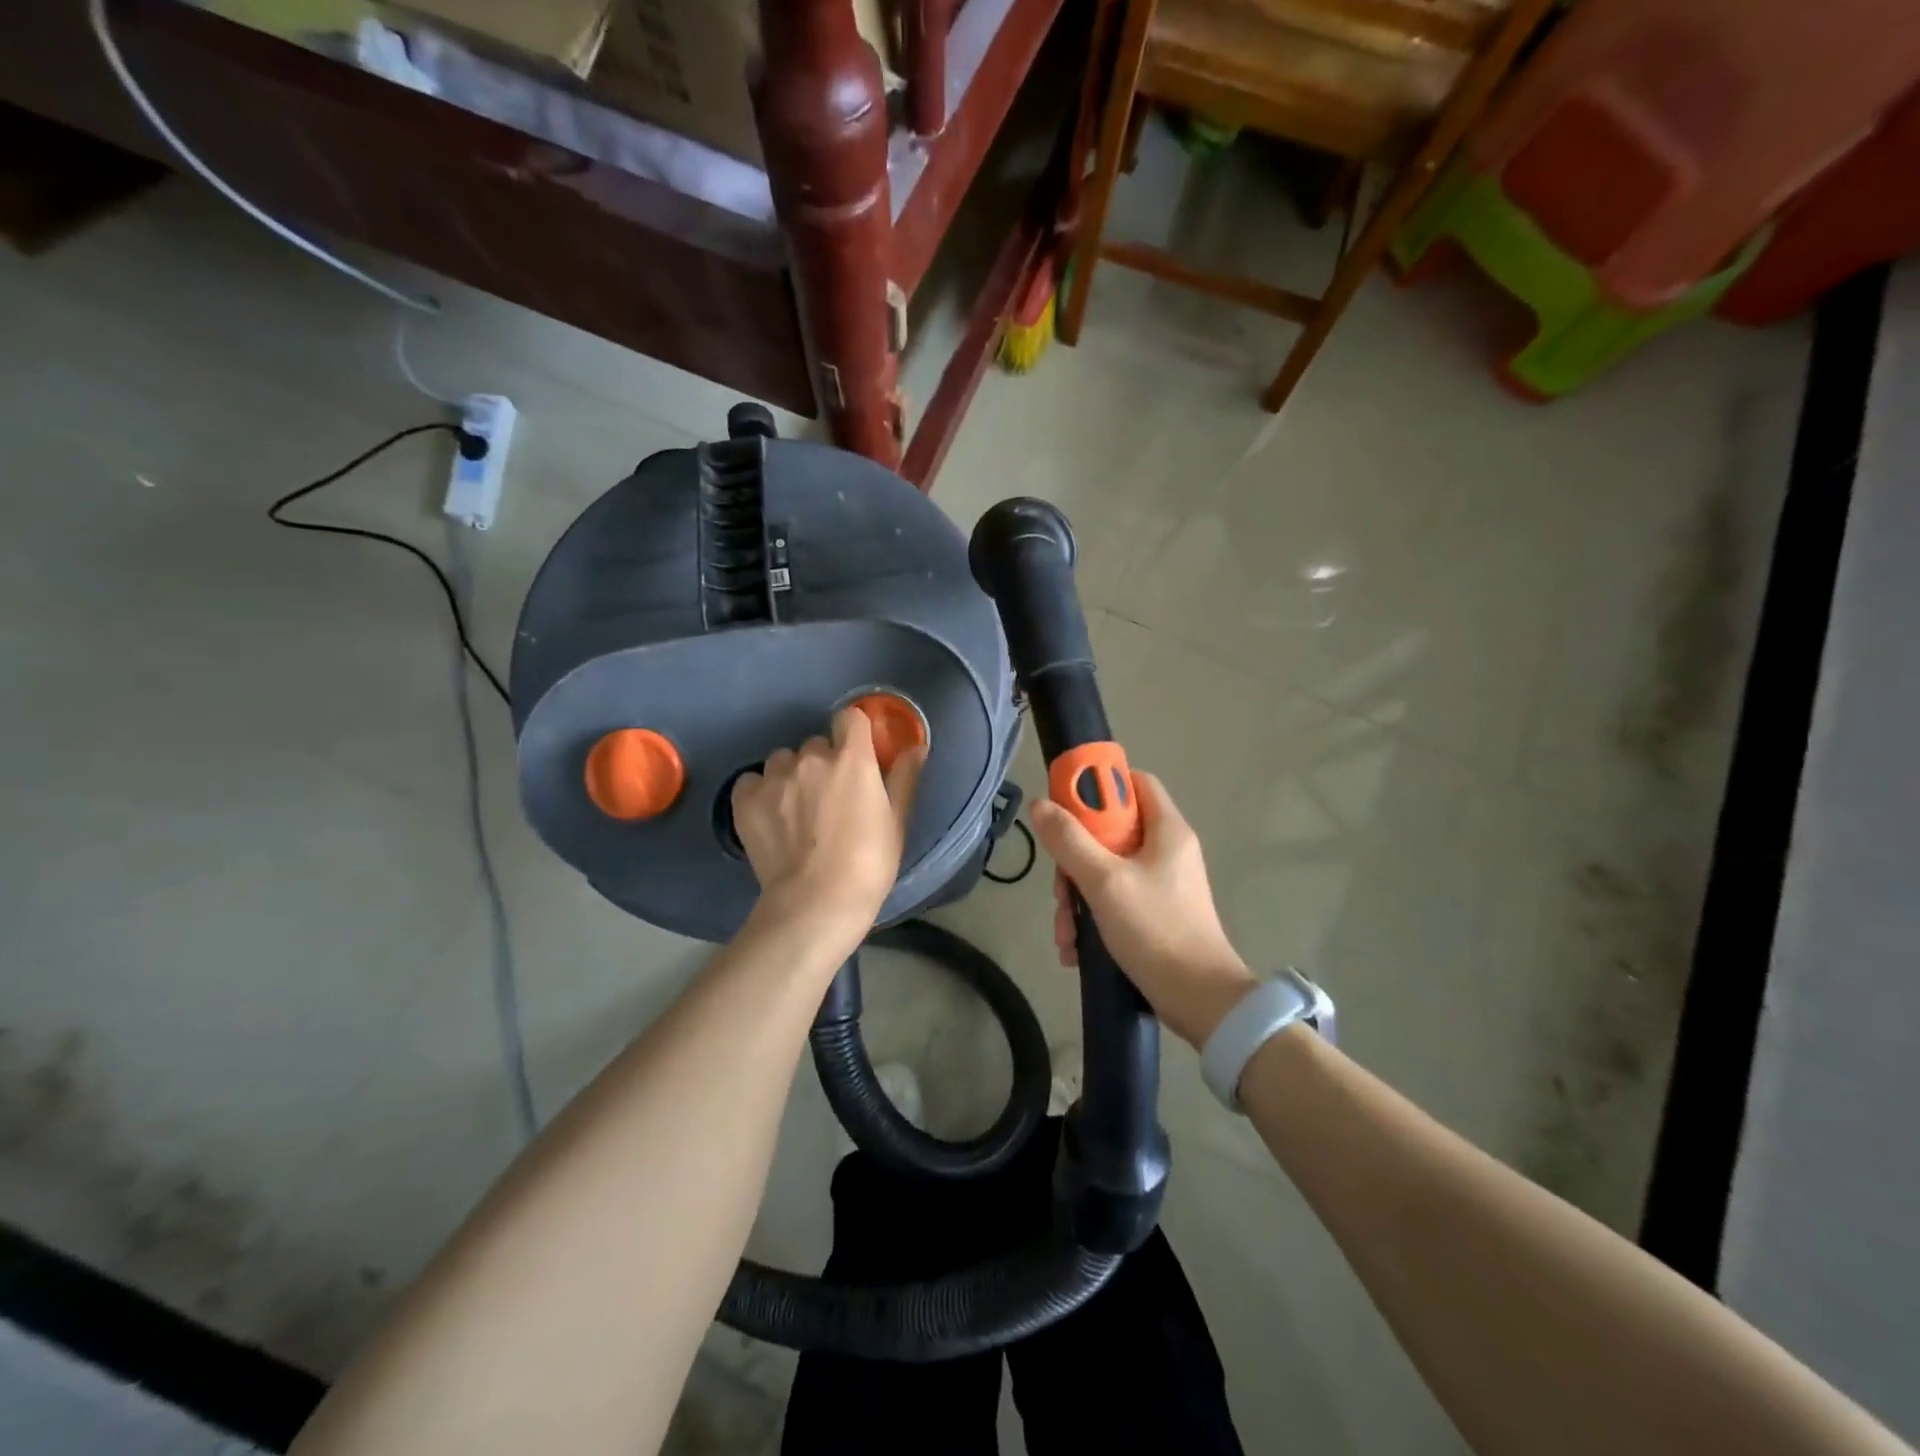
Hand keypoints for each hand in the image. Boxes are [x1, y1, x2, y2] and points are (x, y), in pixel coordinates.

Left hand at [730, 706, 925, 939]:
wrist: (816, 902)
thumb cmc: (868, 863)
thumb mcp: (896, 821)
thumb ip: (905, 777)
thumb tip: (917, 746)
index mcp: (852, 758)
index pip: (850, 717)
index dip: (853, 733)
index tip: (857, 754)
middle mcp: (811, 757)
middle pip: (816, 744)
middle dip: (823, 763)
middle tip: (829, 798)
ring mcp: (775, 777)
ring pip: (783, 761)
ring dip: (791, 776)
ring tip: (796, 811)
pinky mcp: (746, 799)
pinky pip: (752, 780)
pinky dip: (760, 792)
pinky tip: (770, 816)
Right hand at [1031, 771, 1255, 1048]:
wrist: (1199, 1002)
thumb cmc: (1155, 929)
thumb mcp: (1104, 881)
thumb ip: (1070, 841)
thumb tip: (1040, 804)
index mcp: (1166, 830)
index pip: (1134, 782)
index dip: (1100, 785)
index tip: (1066, 805)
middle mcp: (1166, 851)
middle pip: (1109, 832)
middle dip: (1074, 860)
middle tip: (1060, 887)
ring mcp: (1159, 885)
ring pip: (1105, 871)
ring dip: (1076, 899)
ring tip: (1065, 933)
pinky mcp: (1153, 915)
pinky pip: (1113, 901)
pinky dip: (1091, 920)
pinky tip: (1075, 949)